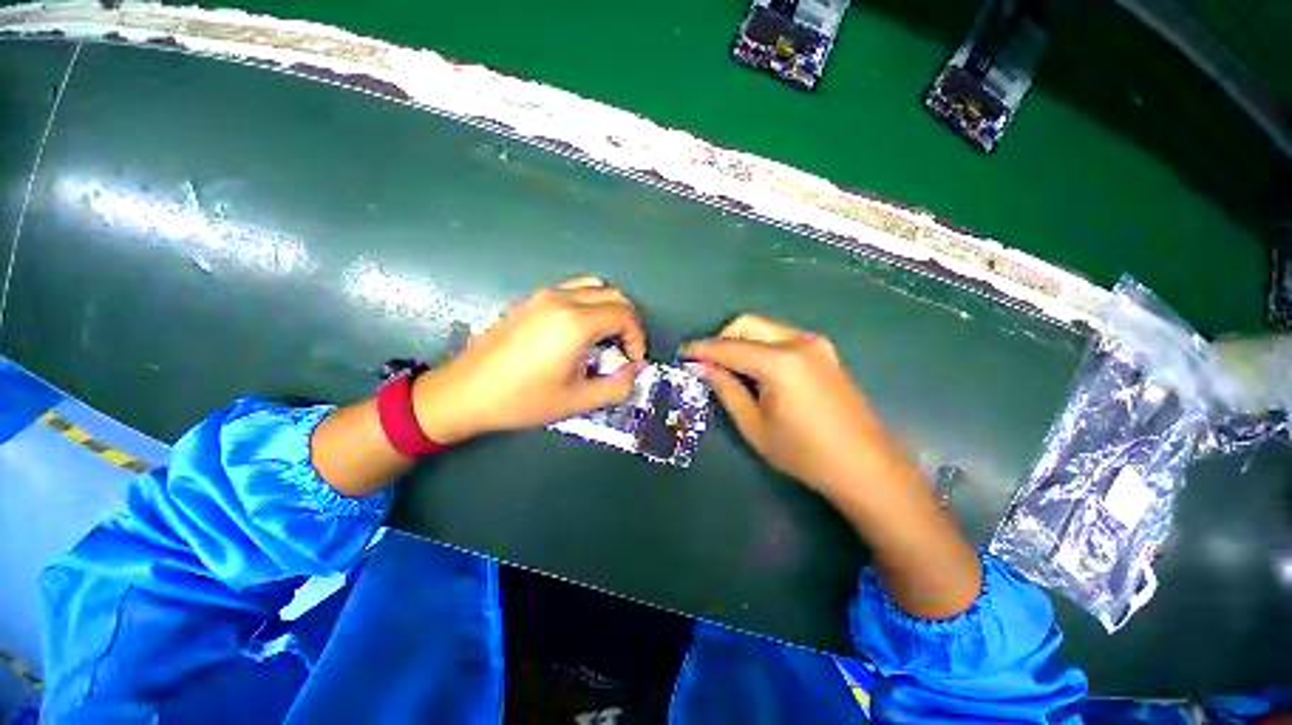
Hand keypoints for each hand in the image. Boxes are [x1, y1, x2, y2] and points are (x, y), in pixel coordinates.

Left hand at [413, 276, 645, 443]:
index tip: (633, 361)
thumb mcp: (577, 401)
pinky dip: (590, 304)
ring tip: (606, 339)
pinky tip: (580, 333)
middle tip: (625, 350)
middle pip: (614, 295)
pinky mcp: (530, 300)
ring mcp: (543, 296)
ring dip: (610, 309)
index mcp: (575, 323)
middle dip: (628, 322)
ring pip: (594, 287)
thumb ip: (617, 386)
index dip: (637, 337)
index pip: (625, 315)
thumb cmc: (522, 400)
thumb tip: (635, 370)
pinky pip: (573, 290)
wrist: (465, 393)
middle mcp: (562, 299)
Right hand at [685, 314, 981, 618]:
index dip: (702, 350)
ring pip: (765, 328)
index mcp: (780, 362)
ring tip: (730, 370)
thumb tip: (699, 367)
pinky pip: (781, 338)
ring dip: (742, 342)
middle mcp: (799, 341)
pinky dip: (761, 347)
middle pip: (748, 324)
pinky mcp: (824, 352)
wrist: (866, 467)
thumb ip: (726, 389)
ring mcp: (816, 344)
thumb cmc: (804, 453)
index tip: (682, 354)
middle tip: (707, 365)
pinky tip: (757, 371)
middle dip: (722, 339)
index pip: (729, 347)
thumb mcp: (754, 425)